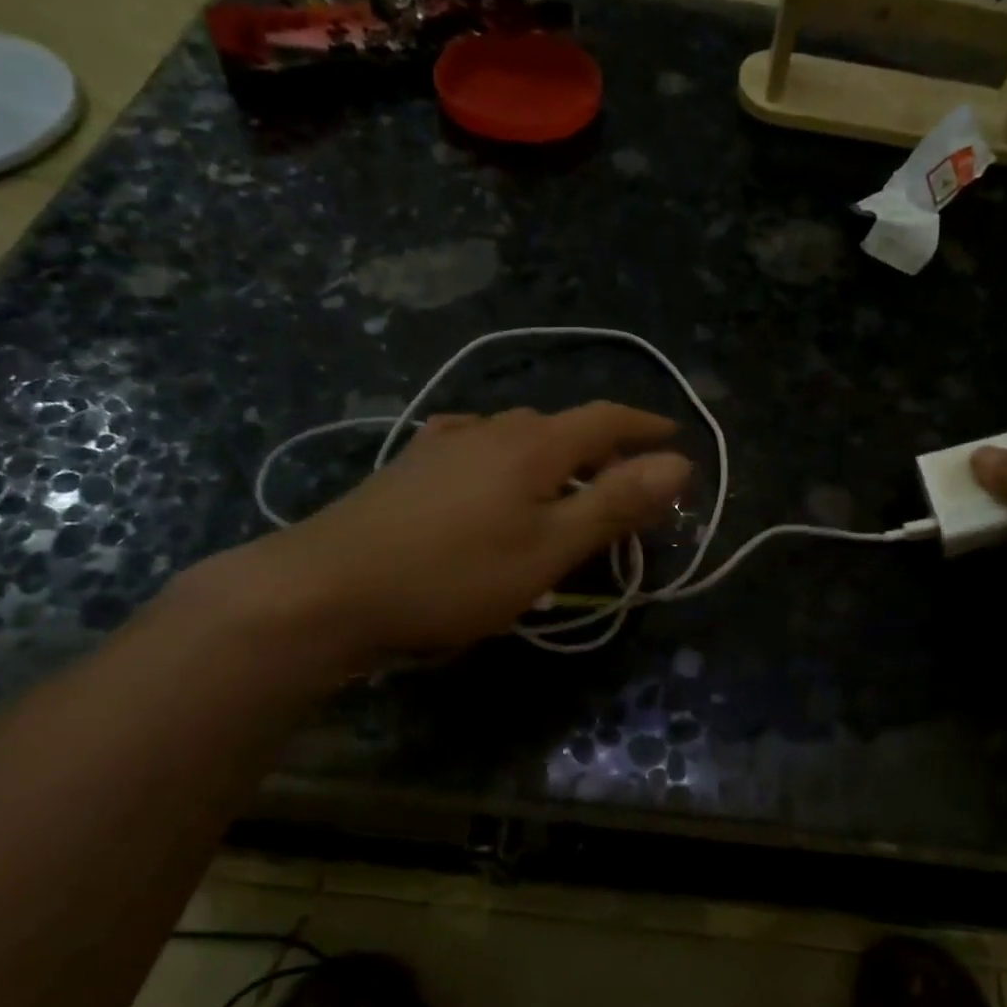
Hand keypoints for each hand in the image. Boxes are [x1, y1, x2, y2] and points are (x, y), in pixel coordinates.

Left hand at [204, 403, 691, 668]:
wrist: (327, 588)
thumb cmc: (455, 574)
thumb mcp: (550, 548)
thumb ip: (615, 504)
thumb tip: (679, 464)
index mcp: (533, 444)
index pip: (605, 419)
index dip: (645, 426)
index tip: (675, 437)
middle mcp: (490, 429)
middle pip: (562, 426)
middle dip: (603, 447)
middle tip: (626, 482)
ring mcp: (444, 443)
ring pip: (517, 436)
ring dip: (554, 455)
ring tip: (565, 485)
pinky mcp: (411, 466)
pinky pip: (476, 448)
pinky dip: (506, 461)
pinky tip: (490, 477)